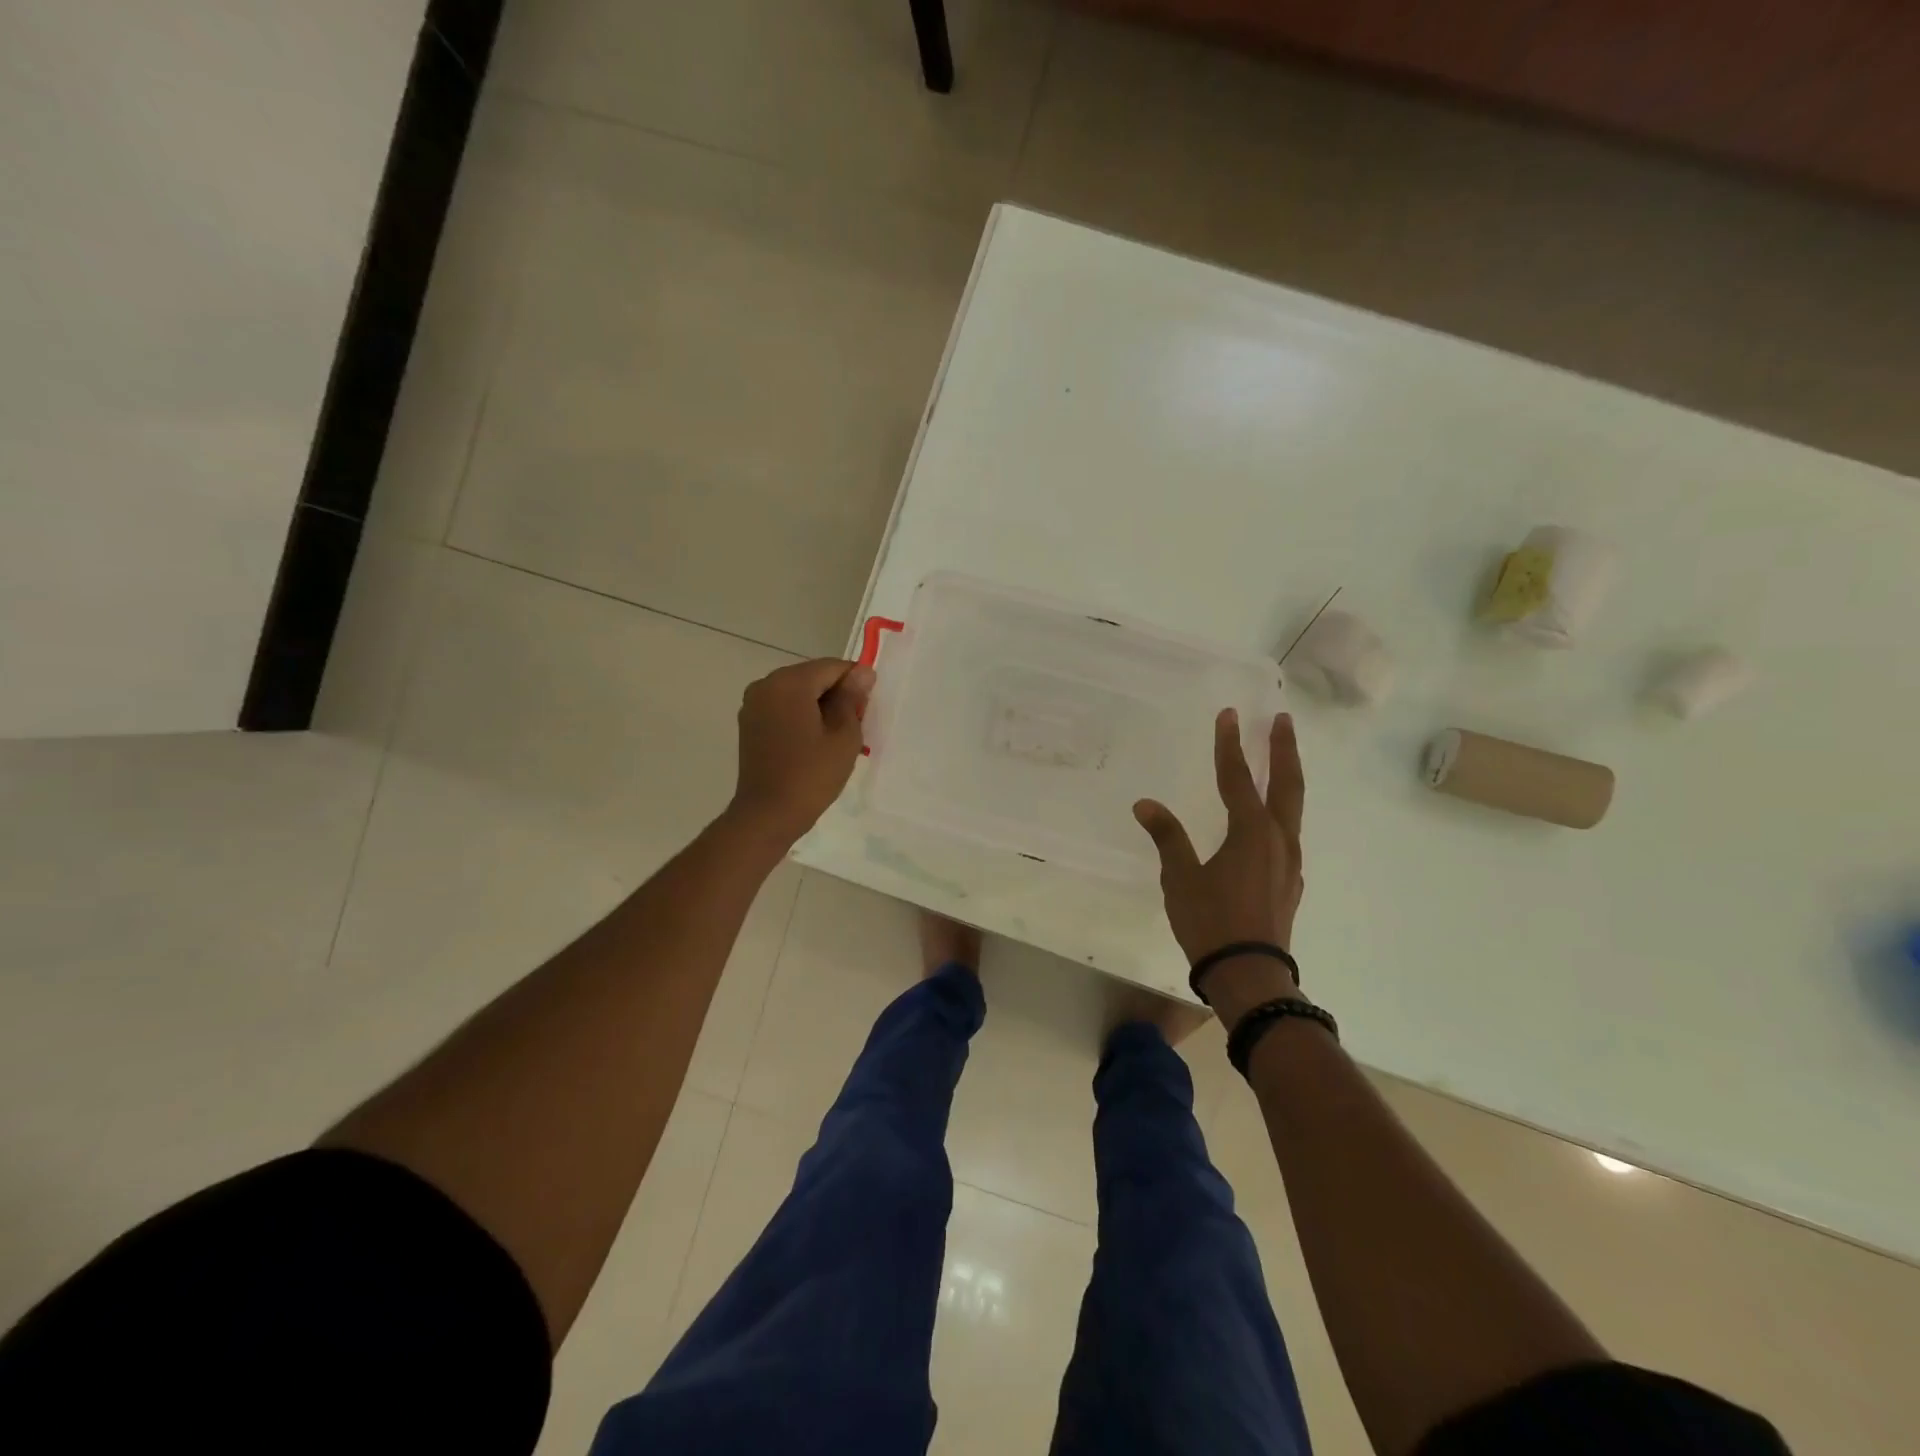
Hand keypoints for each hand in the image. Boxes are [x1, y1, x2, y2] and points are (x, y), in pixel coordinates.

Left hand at [727, 658, 874, 845]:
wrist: (768, 814)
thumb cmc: (812, 775)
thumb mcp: (844, 735)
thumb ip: (852, 698)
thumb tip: (862, 672)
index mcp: (789, 682)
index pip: (832, 667)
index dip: (855, 683)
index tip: (867, 710)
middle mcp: (766, 684)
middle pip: (813, 677)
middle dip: (836, 695)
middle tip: (854, 728)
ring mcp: (753, 704)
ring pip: (798, 693)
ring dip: (819, 707)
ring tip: (833, 739)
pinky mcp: (749, 723)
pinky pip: (783, 708)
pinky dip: (801, 717)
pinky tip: (812, 743)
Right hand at [1134, 710, 1306, 1016]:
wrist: (1249, 975)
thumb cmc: (1210, 922)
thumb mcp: (1180, 877)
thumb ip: (1168, 836)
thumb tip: (1146, 804)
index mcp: (1251, 833)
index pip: (1238, 778)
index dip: (1230, 745)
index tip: (1229, 715)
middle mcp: (1278, 840)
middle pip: (1286, 784)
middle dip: (1282, 750)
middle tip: (1282, 720)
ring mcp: (1290, 862)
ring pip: (1293, 809)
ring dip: (1287, 778)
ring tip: (1280, 762)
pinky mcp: (1290, 882)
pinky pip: (1290, 834)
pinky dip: (1283, 812)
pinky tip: (1272, 822)